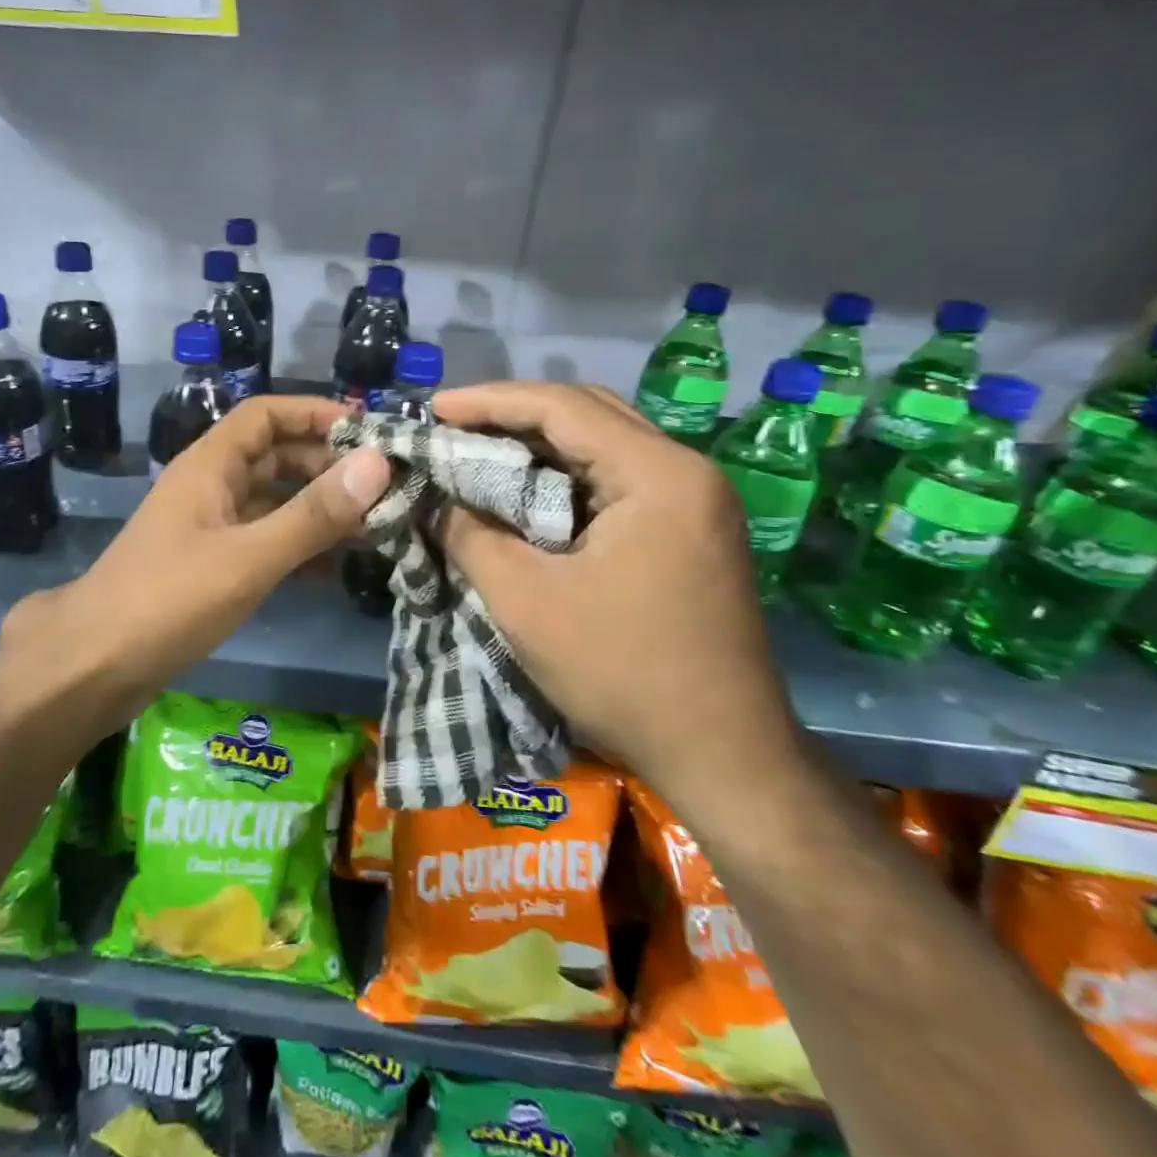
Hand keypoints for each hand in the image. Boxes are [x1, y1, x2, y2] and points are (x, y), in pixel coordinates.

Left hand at [0, 397, 389, 726]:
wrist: (93, 667)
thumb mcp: (248, 557)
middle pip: (276, 457)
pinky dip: (300, 547)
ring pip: (274, 502)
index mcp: (210, 466)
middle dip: (328, 466)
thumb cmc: (168, 600)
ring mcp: (210, 528)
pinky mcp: (212, 566)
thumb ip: (313, 514)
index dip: (315, 414)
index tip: (368, 432)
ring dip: (319, 509)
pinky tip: (337, 568)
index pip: (266, 414)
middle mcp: (211, 487)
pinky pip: (265, 541)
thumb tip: (378, 463)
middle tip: (386, 487)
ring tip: (376, 526)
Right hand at [433, 382, 801, 817]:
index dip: (489, 401)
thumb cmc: (622, 673)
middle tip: (451, 428)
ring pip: (603, 446)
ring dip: (538, 446)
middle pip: (588, 414)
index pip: (562, 407)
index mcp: (658, 476)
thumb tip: (436, 502)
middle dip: (513, 415)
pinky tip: (526, 495)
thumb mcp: (525, 603)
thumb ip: (470, 537)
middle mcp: (685, 472)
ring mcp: (694, 502)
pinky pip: (616, 481)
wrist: (724, 756)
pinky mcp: (689, 531)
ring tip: (477, 453)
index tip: (432, 408)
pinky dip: (564, 478)